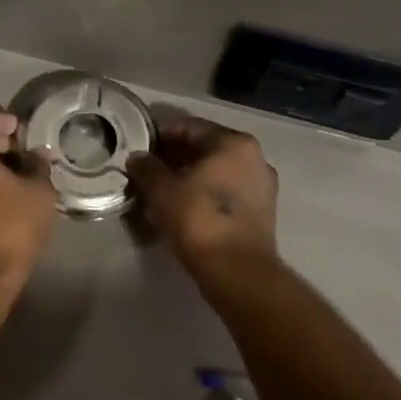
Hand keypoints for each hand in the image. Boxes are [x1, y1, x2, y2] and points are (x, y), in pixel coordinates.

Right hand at [128, 117, 279, 281]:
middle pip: (206, 149)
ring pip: (217, 172)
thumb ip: (147, 168)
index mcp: (234, 143)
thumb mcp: (162, 190)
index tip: (142, 149)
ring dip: (190, 177)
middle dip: (176, 158)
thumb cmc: (199, 219)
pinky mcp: (262, 213)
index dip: (162, 136)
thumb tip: (137, 158)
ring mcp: (262, 186)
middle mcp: (254, 158)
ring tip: (162, 192)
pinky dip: (205, 194)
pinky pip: (227, 193)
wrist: (237, 272)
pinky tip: (183, 209)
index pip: (191, 127)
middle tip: (149, 171)